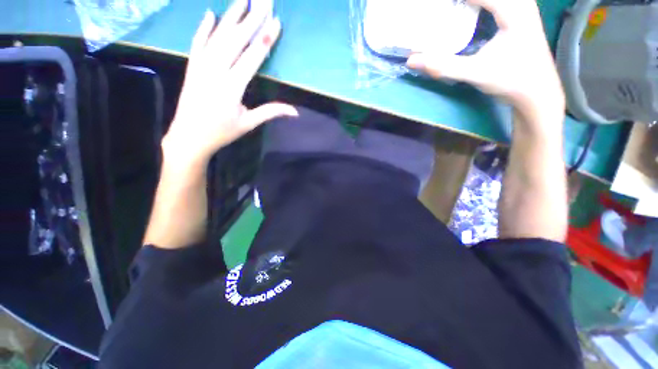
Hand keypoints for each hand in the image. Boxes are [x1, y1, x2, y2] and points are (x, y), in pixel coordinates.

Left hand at [163, 0, 297, 167]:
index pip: (253, 56)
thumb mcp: (249, 123)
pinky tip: (210, 13)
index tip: (275, 21)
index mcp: (233, 86)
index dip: (265, 38)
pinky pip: (197, 41)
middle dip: (252, 18)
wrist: (189, 136)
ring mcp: (201, 65)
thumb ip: (271, 112)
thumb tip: (295, 111)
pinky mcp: (192, 66)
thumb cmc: (222, 132)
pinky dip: (204, 27)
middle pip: (236, 38)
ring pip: (217, 35)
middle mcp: (216, 70)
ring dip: (231, 15)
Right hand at [407, 0, 564, 128]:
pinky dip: (480, 3)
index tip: (432, 4)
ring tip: (453, 7)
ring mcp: (523, 6)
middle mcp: (521, 1)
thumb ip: (443, 66)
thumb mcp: (475, 73)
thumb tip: (412, 60)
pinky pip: (497, 2)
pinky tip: (468, 8)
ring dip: (472, 2)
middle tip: (441, 6)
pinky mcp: (521, 13)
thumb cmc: (510, 81)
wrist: (537, 92)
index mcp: (513, 9)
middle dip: (462, 0)